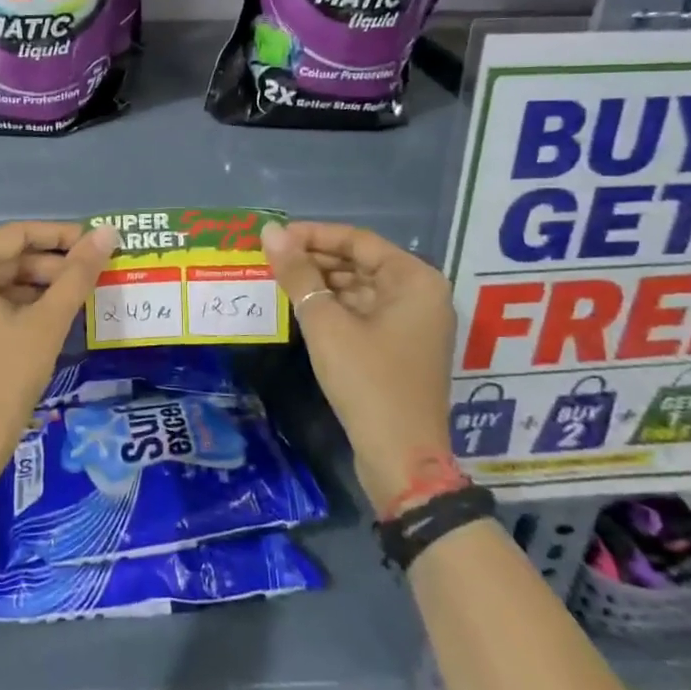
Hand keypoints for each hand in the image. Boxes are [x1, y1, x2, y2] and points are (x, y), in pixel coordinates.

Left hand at [0, 221, 118, 494]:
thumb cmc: (5, 380)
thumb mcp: (46, 324)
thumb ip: (77, 273)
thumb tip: (107, 232)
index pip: (15, 235)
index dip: (59, 237)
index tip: (93, 244)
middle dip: (43, 268)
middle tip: (84, 279)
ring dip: (23, 290)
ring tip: (63, 303)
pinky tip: (27, 326)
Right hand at [261, 221, 457, 514]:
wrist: (401, 458)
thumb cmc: (367, 381)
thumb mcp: (325, 323)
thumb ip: (297, 273)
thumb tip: (269, 232)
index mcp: (415, 280)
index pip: (358, 241)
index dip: (313, 235)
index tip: (274, 237)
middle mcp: (421, 294)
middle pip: (361, 262)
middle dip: (316, 259)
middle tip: (272, 259)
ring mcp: (414, 323)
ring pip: (361, 288)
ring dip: (322, 283)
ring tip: (280, 280)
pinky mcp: (401, 348)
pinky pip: (364, 312)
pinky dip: (334, 307)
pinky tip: (302, 308)